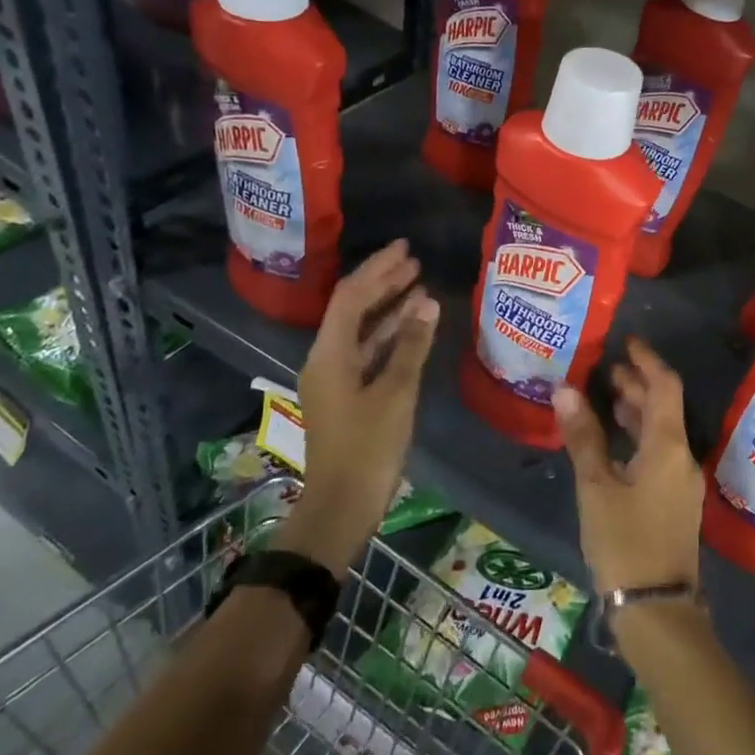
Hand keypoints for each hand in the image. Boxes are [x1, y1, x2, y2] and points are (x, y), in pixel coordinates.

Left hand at [274, 241, 439, 573]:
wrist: (342, 506)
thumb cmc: (369, 448)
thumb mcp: (396, 393)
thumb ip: (412, 345)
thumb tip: (427, 301)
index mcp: (330, 355)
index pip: (351, 297)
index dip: (377, 269)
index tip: (405, 249)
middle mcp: (326, 359)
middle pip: (352, 309)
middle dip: (382, 283)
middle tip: (414, 261)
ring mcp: (335, 378)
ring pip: (361, 330)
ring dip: (388, 307)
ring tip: (419, 286)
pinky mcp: (347, 395)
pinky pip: (367, 351)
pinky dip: (389, 335)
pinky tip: (413, 326)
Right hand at [554, 338, 702, 596]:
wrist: (658, 612)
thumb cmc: (625, 543)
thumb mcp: (597, 488)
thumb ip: (583, 438)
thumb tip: (564, 390)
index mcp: (668, 447)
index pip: (664, 386)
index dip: (646, 360)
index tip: (626, 342)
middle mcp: (682, 458)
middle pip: (664, 407)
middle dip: (637, 385)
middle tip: (606, 369)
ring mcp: (681, 483)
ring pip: (662, 432)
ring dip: (637, 411)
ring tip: (606, 398)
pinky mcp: (675, 503)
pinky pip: (659, 454)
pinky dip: (639, 437)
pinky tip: (615, 442)